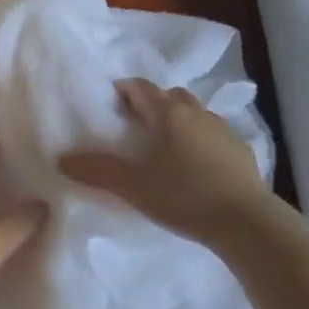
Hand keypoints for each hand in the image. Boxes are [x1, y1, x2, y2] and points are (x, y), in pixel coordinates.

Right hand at [59, 78, 269, 243]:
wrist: (245, 221)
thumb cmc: (183, 196)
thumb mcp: (133, 187)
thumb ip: (97, 171)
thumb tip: (62, 159)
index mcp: (168, 113)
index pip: (141, 87)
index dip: (124, 89)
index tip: (111, 100)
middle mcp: (197, 112)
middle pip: (170, 96)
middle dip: (152, 103)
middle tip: (137, 123)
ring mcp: (223, 129)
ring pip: (195, 113)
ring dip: (179, 120)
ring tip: (166, 145)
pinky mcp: (242, 150)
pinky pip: (214, 134)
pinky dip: (201, 140)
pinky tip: (197, 165)